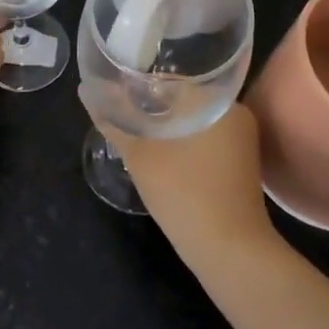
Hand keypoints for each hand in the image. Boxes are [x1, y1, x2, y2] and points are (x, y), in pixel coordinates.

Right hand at [81, 94, 277, 258]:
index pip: (174, 78)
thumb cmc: (185, 193)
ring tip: (135, 129)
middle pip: (185, 98)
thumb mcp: (140, 156)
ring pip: (194, 120)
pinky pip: (205, 139)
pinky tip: (159, 151)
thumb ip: (114, 121)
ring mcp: (241, 141)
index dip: (141, 82)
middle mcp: (236, 115)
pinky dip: (181, 141)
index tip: (116, 89)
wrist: (229, 250)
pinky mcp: (239, 164)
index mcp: (218, 103)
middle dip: (152, 104)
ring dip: (166, 124)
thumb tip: (87, 91)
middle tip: (121, 110)